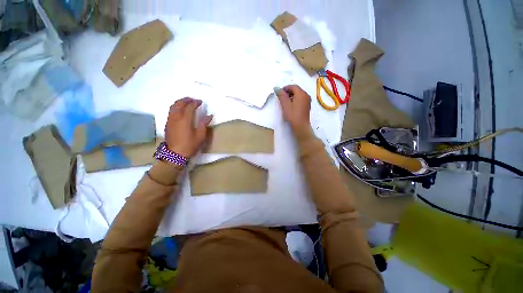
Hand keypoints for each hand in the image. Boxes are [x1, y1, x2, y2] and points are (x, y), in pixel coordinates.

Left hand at [164, 97, 212, 157]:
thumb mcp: (200, 136)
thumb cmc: (190, 145)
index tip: (200, 102)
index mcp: (185, 120)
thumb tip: (209, 115)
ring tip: (186, 102)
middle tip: (193, 100)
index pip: (190, 107)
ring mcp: (170, 120)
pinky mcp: (167, 124)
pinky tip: (180, 110)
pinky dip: (176, 107)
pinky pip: (170, 111)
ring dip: (180, 102)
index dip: (195, 103)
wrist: (175, 154)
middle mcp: (176, 117)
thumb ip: (204, 124)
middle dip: (186, 100)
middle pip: (179, 104)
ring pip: (173, 106)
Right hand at [275, 85, 312, 138]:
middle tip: (281, 98)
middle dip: (288, 92)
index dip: (285, 88)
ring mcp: (307, 101)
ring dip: (291, 96)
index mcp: (301, 94)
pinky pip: (301, 99)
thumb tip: (277, 88)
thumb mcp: (285, 105)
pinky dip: (295, 100)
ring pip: (298, 94)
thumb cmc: (293, 116)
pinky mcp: (307, 106)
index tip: (279, 93)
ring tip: (285, 103)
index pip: (293, 86)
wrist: (301, 127)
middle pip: (296, 90)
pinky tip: (291, 106)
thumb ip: (281, 96)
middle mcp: (306, 95)